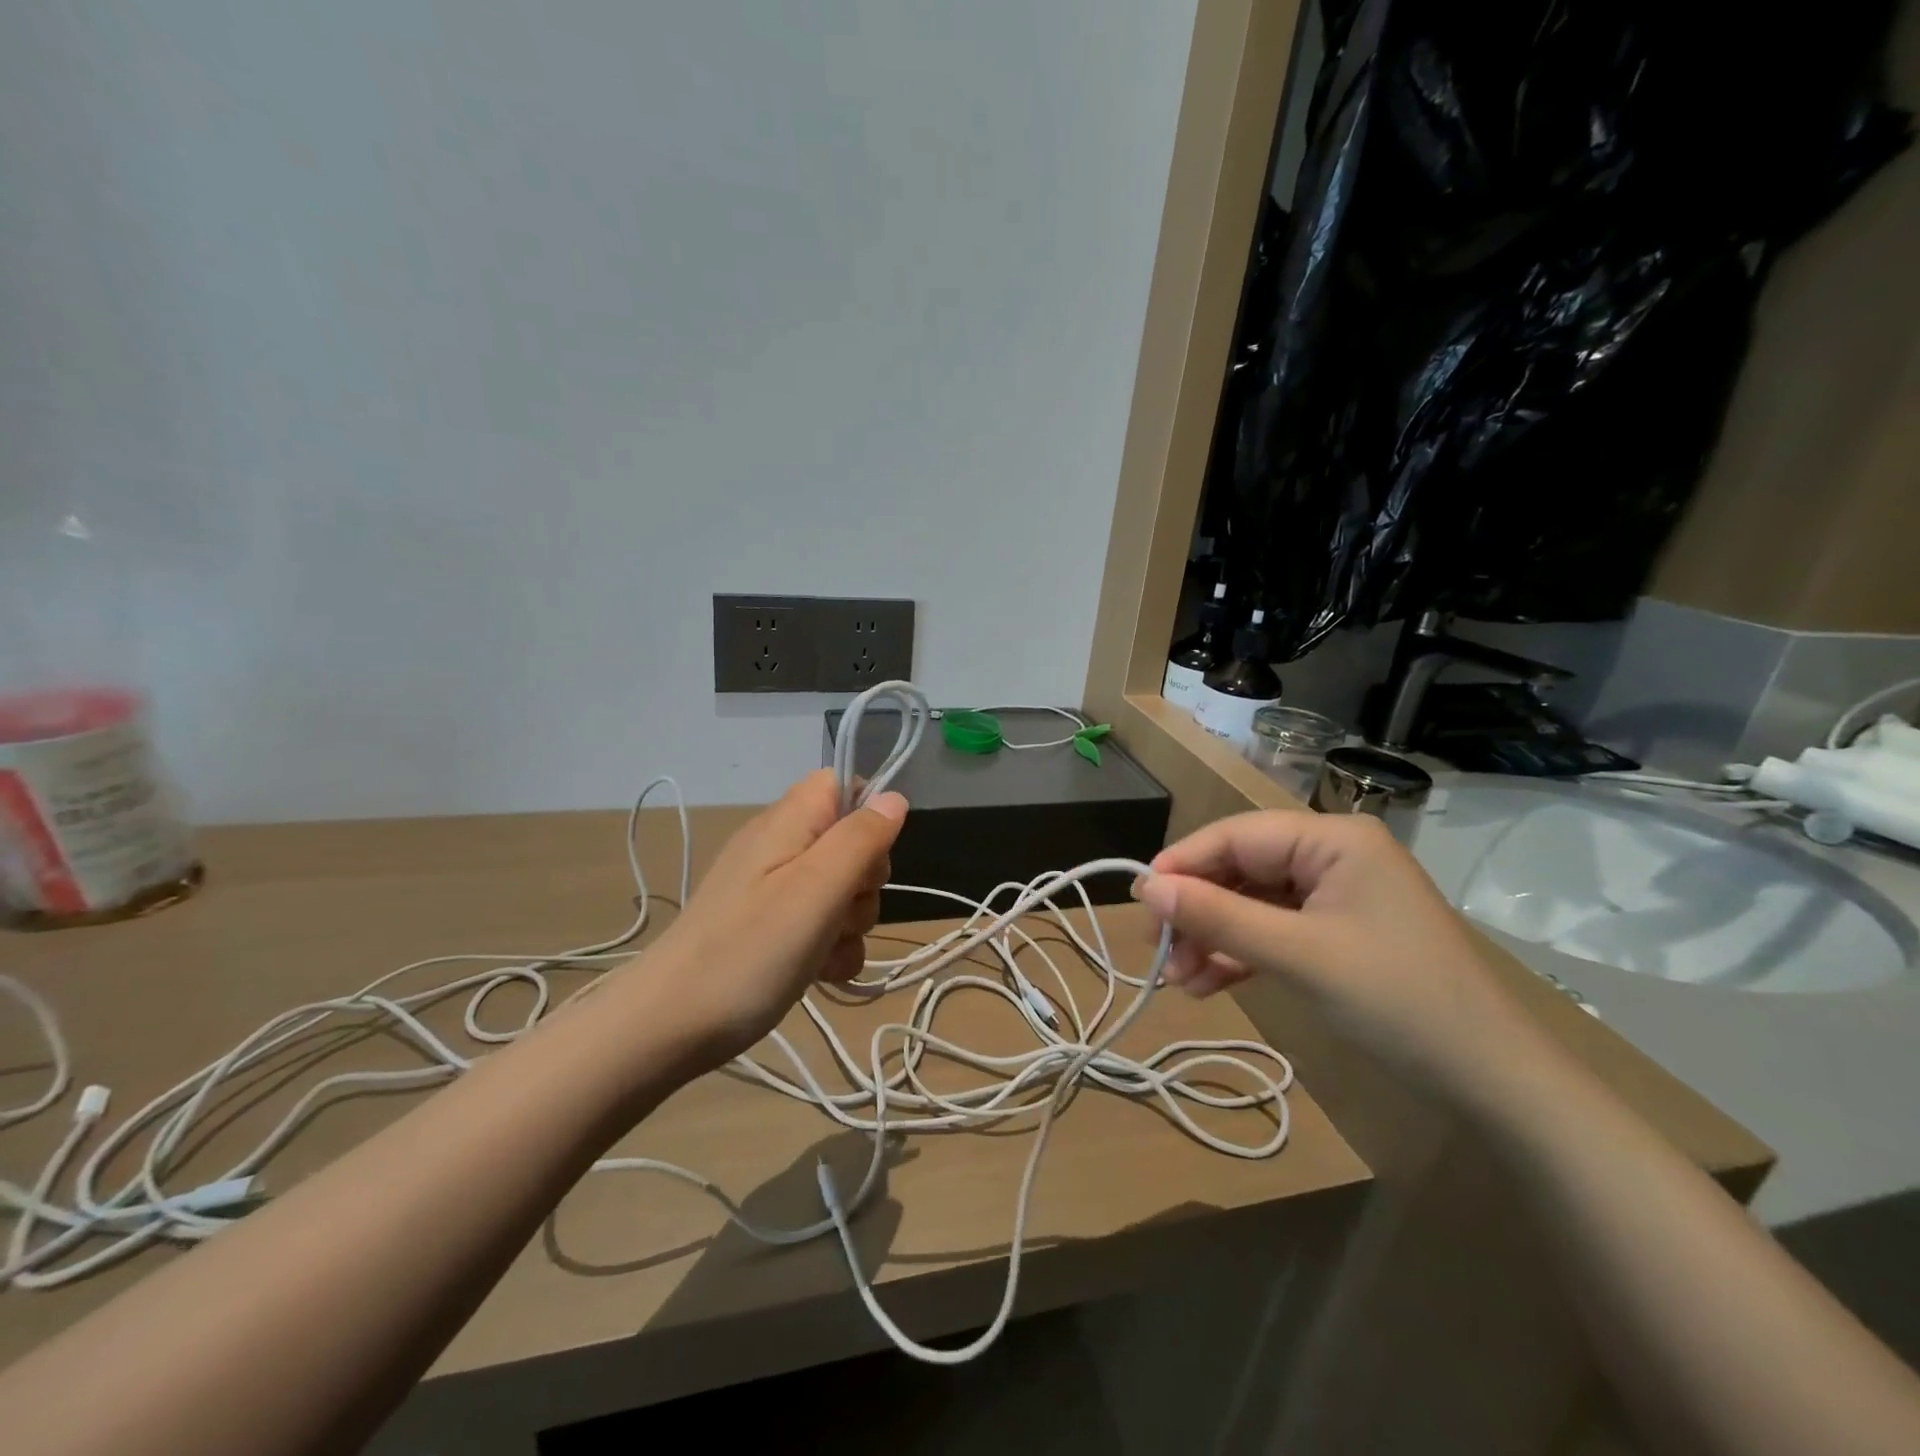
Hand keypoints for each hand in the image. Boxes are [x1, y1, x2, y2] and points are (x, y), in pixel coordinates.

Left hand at [645, 769, 906, 1067]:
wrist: (669, 1026)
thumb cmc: (750, 950)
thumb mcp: (817, 889)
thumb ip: (860, 838)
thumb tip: (893, 797)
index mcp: (788, 822)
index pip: (842, 784)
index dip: (867, 814)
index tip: (867, 858)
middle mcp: (780, 846)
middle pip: (851, 842)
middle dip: (864, 882)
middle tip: (840, 912)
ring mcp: (774, 890)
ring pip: (842, 891)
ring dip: (849, 924)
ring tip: (824, 952)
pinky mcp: (770, 928)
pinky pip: (821, 925)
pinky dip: (830, 948)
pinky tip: (820, 974)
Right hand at [1135, 811, 1543, 1102]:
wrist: (1492, 1082)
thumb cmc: (1397, 1000)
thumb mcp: (1298, 955)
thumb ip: (1219, 916)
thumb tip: (1146, 888)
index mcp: (1333, 839)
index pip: (1237, 835)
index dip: (1184, 863)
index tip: (1140, 900)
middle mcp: (1332, 856)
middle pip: (1241, 869)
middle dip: (1197, 910)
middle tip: (1157, 949)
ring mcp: (1334, 896)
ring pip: (1251, 903)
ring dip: (1212, 938)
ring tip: (1177, 980)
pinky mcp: (1335, 934)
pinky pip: (1272, 931)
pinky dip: (1239, 955)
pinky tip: (1208, 984)